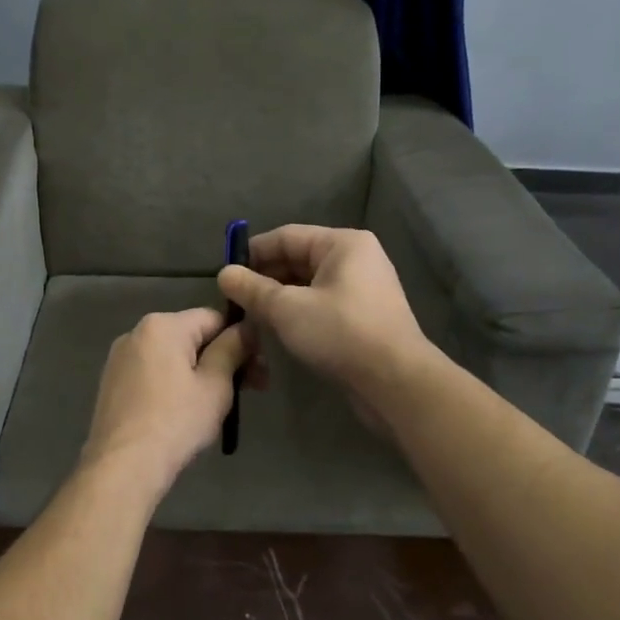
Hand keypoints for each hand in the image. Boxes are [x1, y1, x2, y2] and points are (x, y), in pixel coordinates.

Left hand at [80, 308, 251, 495]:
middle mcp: (136, 332)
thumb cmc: (176, 422)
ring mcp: (120, 358)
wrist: (122, 466)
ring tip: (218, 405)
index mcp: (162, 326)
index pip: (214, 318)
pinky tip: (184, 412)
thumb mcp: (215, 385)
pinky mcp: (112, 383)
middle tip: (251, 390)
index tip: (258, 370)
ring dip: (199, 373)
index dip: (241, 340)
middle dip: (223, 358)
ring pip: (172, 357)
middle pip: (191, 336)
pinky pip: (153, 373)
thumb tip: (246, 328)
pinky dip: (173, 384)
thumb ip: (232, 349)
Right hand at [216, 226, 430, 426]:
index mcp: (343, 244)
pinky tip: (277, 330)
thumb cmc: (341, 333)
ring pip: (308, 285)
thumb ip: (252, 289)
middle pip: (298, 259)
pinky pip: (321, 304)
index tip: (224, 275)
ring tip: (250, 316)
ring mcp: (362, 289)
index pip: (286, 237)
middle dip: (264, 279)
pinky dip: (297, 312)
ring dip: (278, 298)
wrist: (396, 383)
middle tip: (233, 301)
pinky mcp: (363, 317)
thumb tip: (223, 273)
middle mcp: (356, 259)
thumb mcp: (287, 309)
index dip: (252, 253)